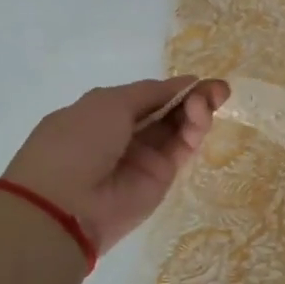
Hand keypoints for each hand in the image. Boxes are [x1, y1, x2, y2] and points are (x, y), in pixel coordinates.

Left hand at [1, 77, 228, 252]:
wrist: (66, 204)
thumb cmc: (77, 142)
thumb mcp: (108, 103)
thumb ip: (151, 92)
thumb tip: (186, 83)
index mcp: (103, 113)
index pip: (147, 96)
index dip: (172, 87)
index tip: (198, 79)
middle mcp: (125, 134)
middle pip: (168, 111)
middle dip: (193, 97)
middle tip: (218, 89)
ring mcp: (145, 156)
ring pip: (179, 128)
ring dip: (197, 110)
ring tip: (212, 98)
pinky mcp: (163, 177)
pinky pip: (182, 148)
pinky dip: (194, 129)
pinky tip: (201, 114)